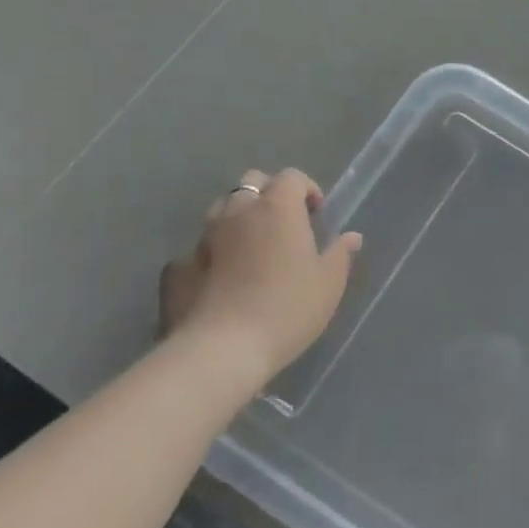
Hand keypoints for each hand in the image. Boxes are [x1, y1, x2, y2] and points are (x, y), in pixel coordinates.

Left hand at [159, 167, 361, 381]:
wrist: (221, 350)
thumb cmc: (287, 309)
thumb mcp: (328, 284)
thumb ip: (340, 255)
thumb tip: (351, 237)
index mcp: (277, 208)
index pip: (291, 177)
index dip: (306, 189)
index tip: (316, 214)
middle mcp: (238, 212)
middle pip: (251, 182)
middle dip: (269, 194)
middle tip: (285, 224)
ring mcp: (203, 237)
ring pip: (221, 210)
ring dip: (239, 218)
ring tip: (253, 249)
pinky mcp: (177, 267)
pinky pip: (197, 248)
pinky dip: (212, 253)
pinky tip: (220, 279)